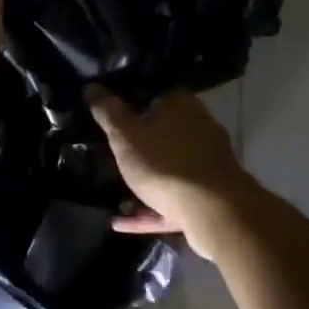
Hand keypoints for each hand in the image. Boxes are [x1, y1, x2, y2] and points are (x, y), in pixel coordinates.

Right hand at [87, 87, 253, 262]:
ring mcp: (207, 160)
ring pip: (168, 165)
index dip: (127, 101)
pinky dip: (150, 206)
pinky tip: (122, 221)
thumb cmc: (166, 165)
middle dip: (137, 142)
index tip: (107, 115)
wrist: (217, 214)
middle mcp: (198, 126)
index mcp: (180, 104)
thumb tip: (91, 87)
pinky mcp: (210, 193)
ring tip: (114, 191)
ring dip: (144, 178)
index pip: (150, 92)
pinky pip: (173, 195)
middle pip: (161, 129)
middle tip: (110, 152)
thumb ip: (108, 112)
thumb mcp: (126, 136)